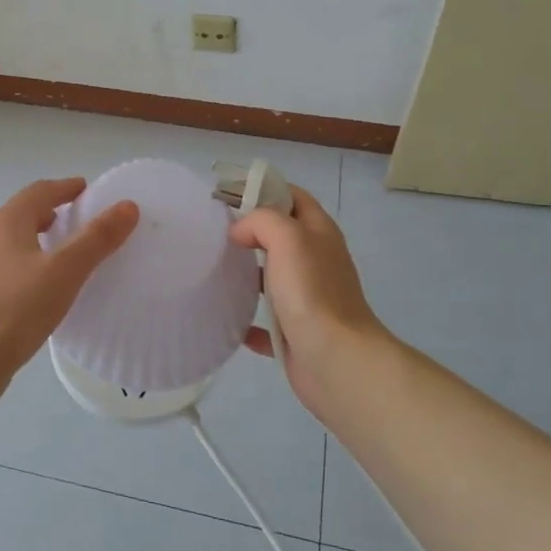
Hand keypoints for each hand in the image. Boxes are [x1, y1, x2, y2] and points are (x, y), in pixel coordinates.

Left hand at [0, 178, 140, 386]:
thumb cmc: (18, 306)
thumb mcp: (66, 269)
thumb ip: (97, 237)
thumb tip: (127, 206)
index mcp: (7, 222)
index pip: (39, 191)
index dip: (65, 188)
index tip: (87, 190)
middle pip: (24, 213)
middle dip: (52, 211)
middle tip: (80, 220)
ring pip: (15, 241)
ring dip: (40, 238)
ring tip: (65, 252)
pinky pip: (9, 266)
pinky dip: (31, 263)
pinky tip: (44, 286)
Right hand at [231, 187, 388, 416]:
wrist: (336, 359)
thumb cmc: (312, 292)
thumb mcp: (288, 237)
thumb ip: (262, 221)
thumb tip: (240, 232)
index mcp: (320, 234)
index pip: (294, 197)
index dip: (266, 190)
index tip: (230, 197)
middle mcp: (317, 262)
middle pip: (282, 237)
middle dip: (251, 232)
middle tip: (216, 235)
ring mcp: (309, 299)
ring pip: (274, 278)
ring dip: (249, 275)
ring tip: (215, 272)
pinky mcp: (298, 333)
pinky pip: (268, 322)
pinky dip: (250, 321)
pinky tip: (229, 321)